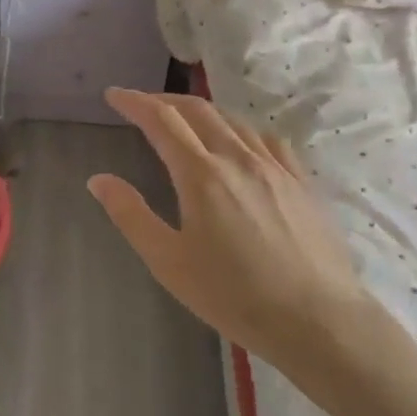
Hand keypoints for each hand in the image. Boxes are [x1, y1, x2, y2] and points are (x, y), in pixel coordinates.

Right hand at [88, 89, 366, 359]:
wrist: (318, 321)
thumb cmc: (234, 295)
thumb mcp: (168, 262)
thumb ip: (130, 215)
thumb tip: (98, 179)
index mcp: (201, 175)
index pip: (161, 120)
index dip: (134, 102)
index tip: (114, 95)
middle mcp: (238, 158)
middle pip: (197, 110)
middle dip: (164, 100)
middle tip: (142, 104)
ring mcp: (275, 167)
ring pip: (233, 120)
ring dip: (201, 111)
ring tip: (184, 120)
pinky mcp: (302, 182)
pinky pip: (266, 139)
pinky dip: (240, 130)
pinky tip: (239, 143)